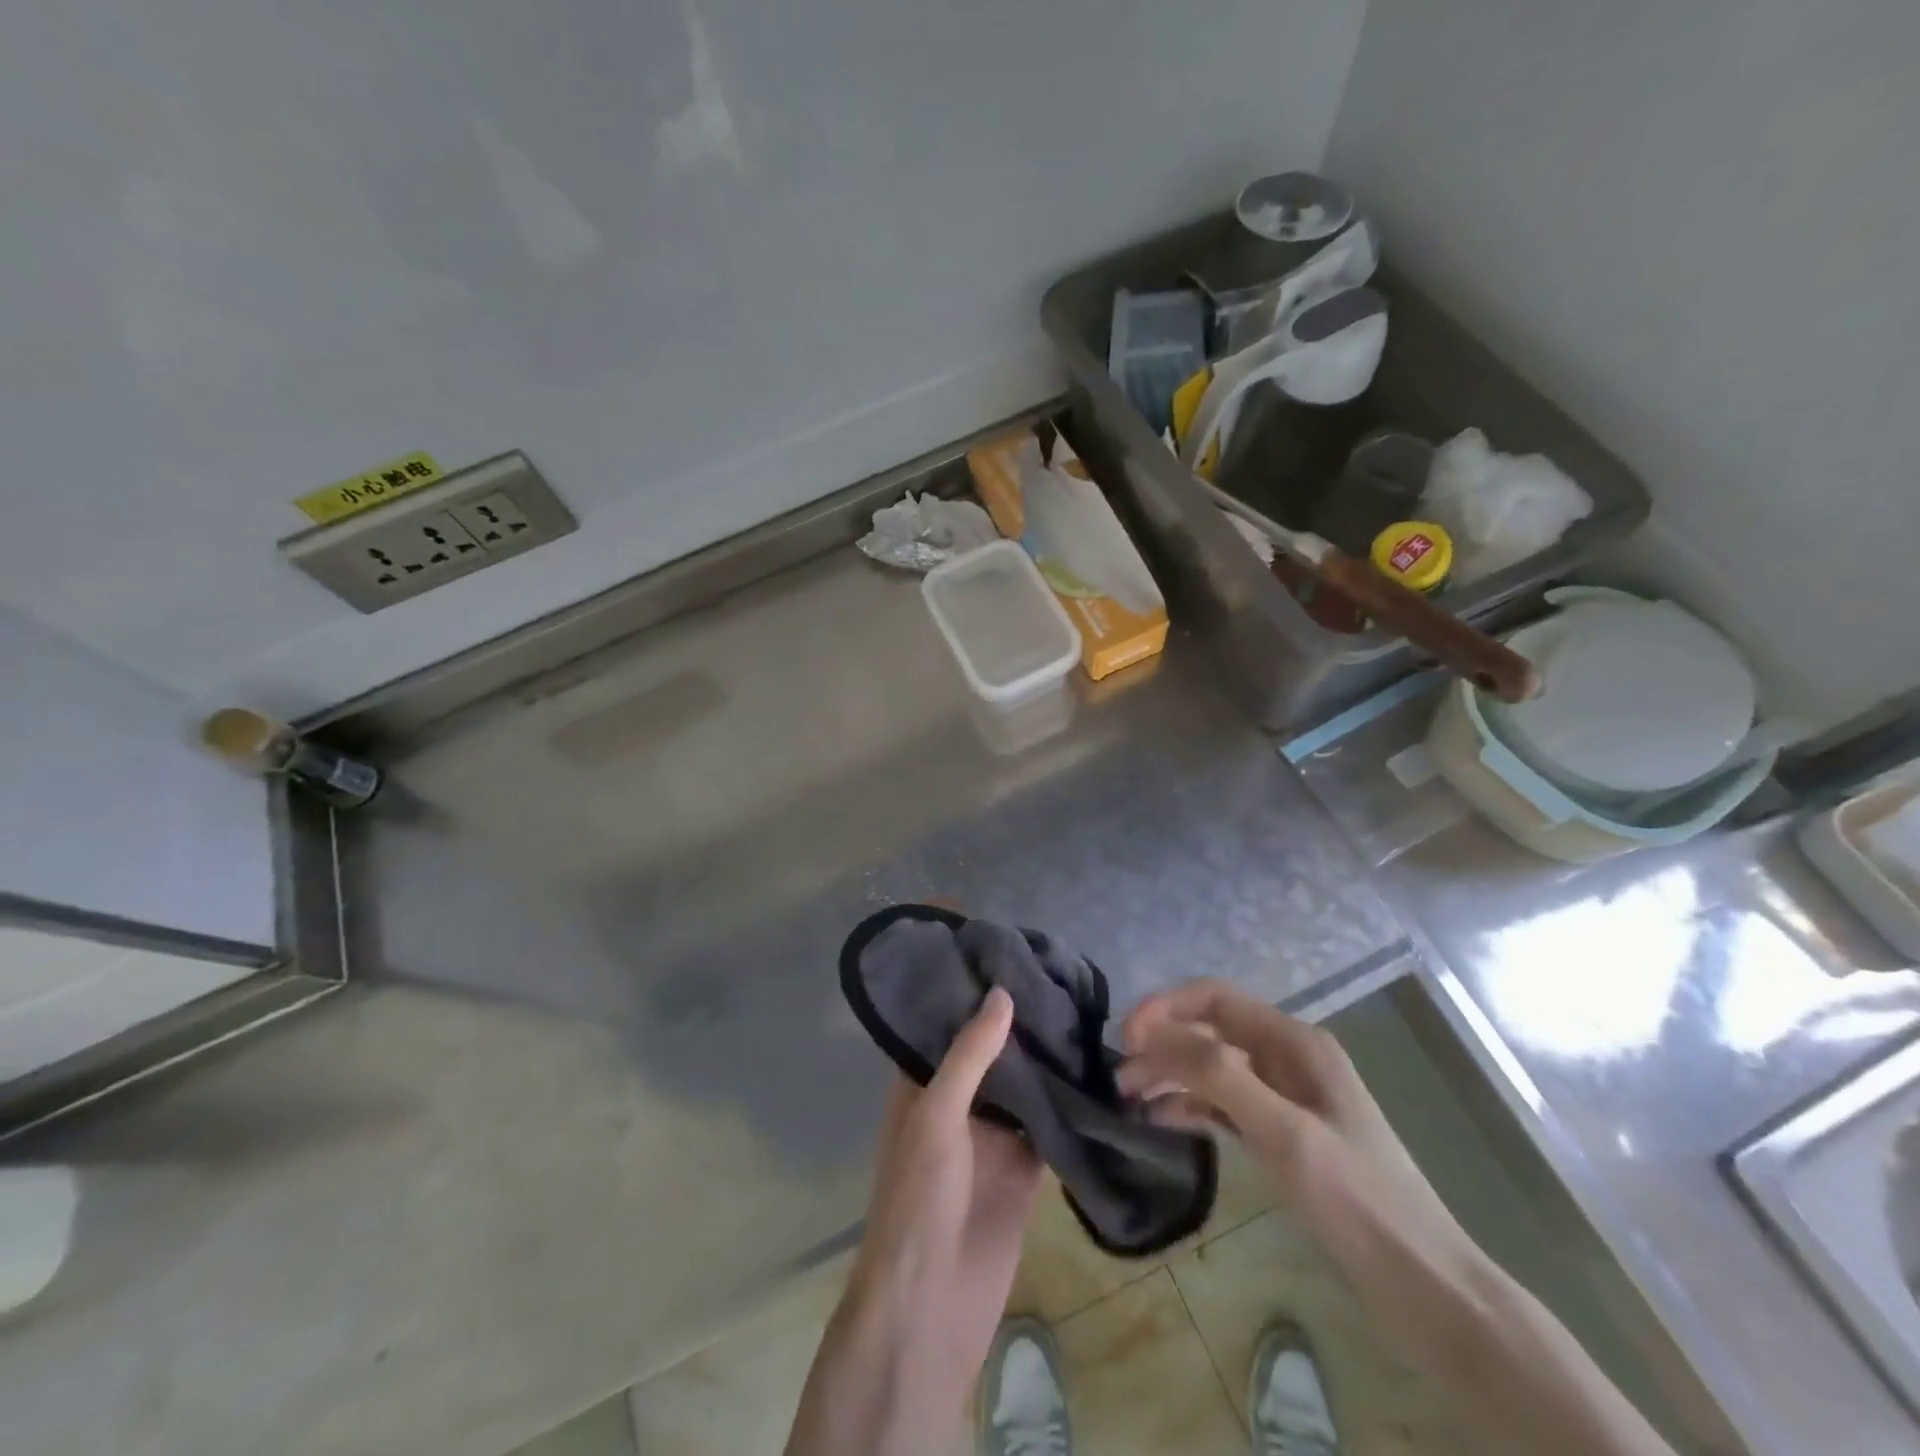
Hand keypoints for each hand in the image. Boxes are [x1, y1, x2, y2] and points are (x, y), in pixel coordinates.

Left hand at [787, 988, 1041, 1455]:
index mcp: (923, 1085)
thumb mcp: (936, 1115)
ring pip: (1024, 1087)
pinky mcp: (1024, 1170)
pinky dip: (1068, 1105)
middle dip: (1019, 1022)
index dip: (971, 992)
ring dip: (1047, 1060)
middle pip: (991, 1053)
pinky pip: (1049, 1126)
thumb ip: (969, 1055)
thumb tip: (1001, 992)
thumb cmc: (919, 1197)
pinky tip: (1098, 1072)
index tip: (1007, 953)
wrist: (932, 1307)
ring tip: (1084, 1009)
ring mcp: (993, 1137)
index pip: (946, 1024)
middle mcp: (957, 1103)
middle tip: (1060, 974)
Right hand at [1118, 980, 1468, 1272]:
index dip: (1165, 1008)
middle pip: (1210, 1031)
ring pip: (1214, 1067)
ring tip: (1130, 1098)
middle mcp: (1288, 1057)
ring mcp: (1287, 1096)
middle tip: (1120, 1078)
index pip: (1215, 999)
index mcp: (1295, 1041)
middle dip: (1163, 1045)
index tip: (1125, 1038)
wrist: (1424, 1285)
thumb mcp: (1284, 1134)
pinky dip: (1192, 1105)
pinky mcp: (1284, 1132)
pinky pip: (1227, 1103)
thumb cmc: (1356, 1200)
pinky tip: (1163, 1120)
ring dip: (1172, 1074)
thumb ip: (1221, 1076)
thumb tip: (1157, 1035)